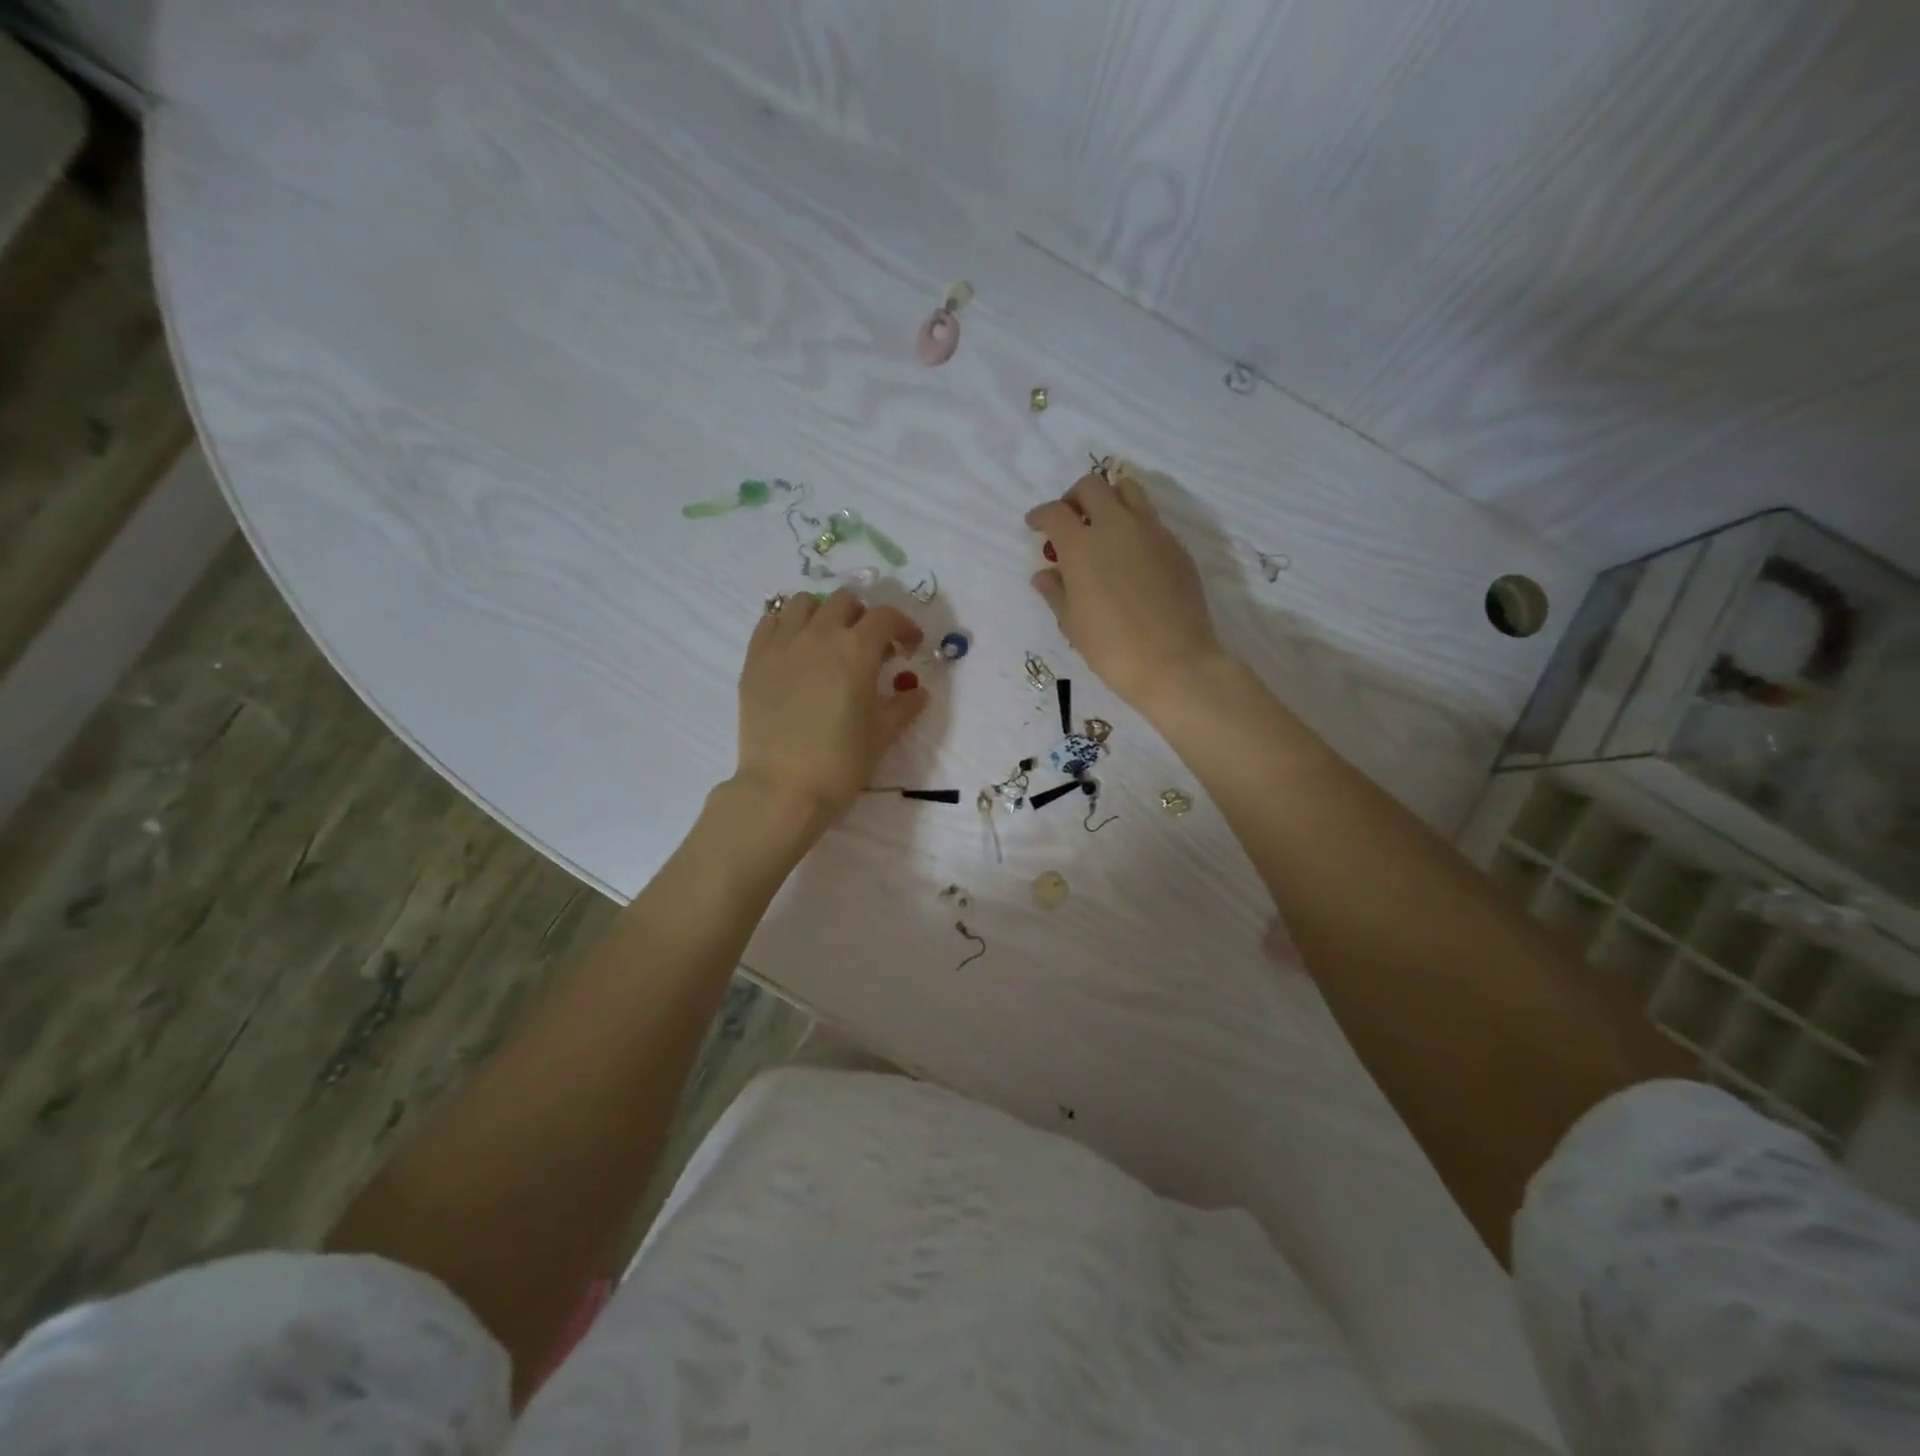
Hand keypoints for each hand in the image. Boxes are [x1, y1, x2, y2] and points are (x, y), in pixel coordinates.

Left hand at [732, 590, 926, 835]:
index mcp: (856, 651)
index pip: (885, 617)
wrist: (783, 789)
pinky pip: (770, 622)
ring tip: (828, 640)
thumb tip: (918, 691)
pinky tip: (795, 648)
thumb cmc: (841, 764)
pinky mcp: (754, 660)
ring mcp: (782, 645)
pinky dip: (787, 625)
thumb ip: (904, 706)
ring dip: (823, 613)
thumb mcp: (882, 735)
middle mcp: (818, 635)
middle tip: (869, 645)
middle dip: (863, 617)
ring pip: (803, 603)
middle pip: (844, 602)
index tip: (909, 646)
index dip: (903, 626)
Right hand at [1027, 472, 1227, 714]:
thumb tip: (1045, 575)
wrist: (1174, 663)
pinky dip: (1134, 525)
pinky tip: (1130, 556)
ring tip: (1103, 527)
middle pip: (1092, 486)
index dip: (1040, 516)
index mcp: (1082, 545)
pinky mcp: (1176, 546)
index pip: (1055, 512)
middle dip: (1074, 498)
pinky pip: (1151, 519)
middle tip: (1069, 521)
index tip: (1035, 525)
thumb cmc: (1112, 648)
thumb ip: (1055, 592)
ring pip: (1128, 490)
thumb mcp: (1072, 624)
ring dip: (1109, 499)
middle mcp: (1116, 526)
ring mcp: (1152, 532)